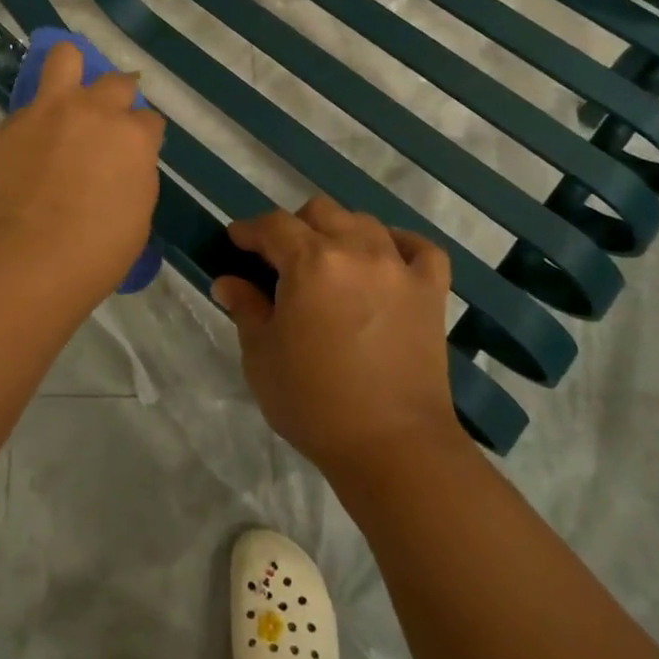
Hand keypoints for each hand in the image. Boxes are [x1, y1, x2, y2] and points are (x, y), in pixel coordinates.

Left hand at [0, 41, 164, 295]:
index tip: (133, 154)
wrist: (23, 262)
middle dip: (118, 98)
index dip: (142, 137)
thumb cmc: (93, 255)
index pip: (149, 120)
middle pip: (117, 82)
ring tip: (68, 96)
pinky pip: (29, 107)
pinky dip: (35, 120)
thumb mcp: (136, 218)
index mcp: (134, 137)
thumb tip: (122, 165)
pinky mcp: (11, 123)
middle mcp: (95, 111)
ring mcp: (49, 111)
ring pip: (66, 57)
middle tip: (105, 125)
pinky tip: (29, 148)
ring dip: (73, 71)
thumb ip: (134, 176)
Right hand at [214, 196, 458, 475]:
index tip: (237, 241)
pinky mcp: (430, 290)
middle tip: (282, 259)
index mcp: (310, 262)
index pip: (273, 225)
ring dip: (340, 232)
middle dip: (294, 227)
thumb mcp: (262, 357)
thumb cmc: (315, 403)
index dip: (250, 230)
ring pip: (364, 222)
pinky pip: (420, 247)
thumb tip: (228, 282)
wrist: (393, 447)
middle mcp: (356, 250)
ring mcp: (398, 267)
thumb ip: (246, 309)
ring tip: (331, 262)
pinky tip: (387, 259)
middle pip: (320, 211)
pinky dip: (400, 244)